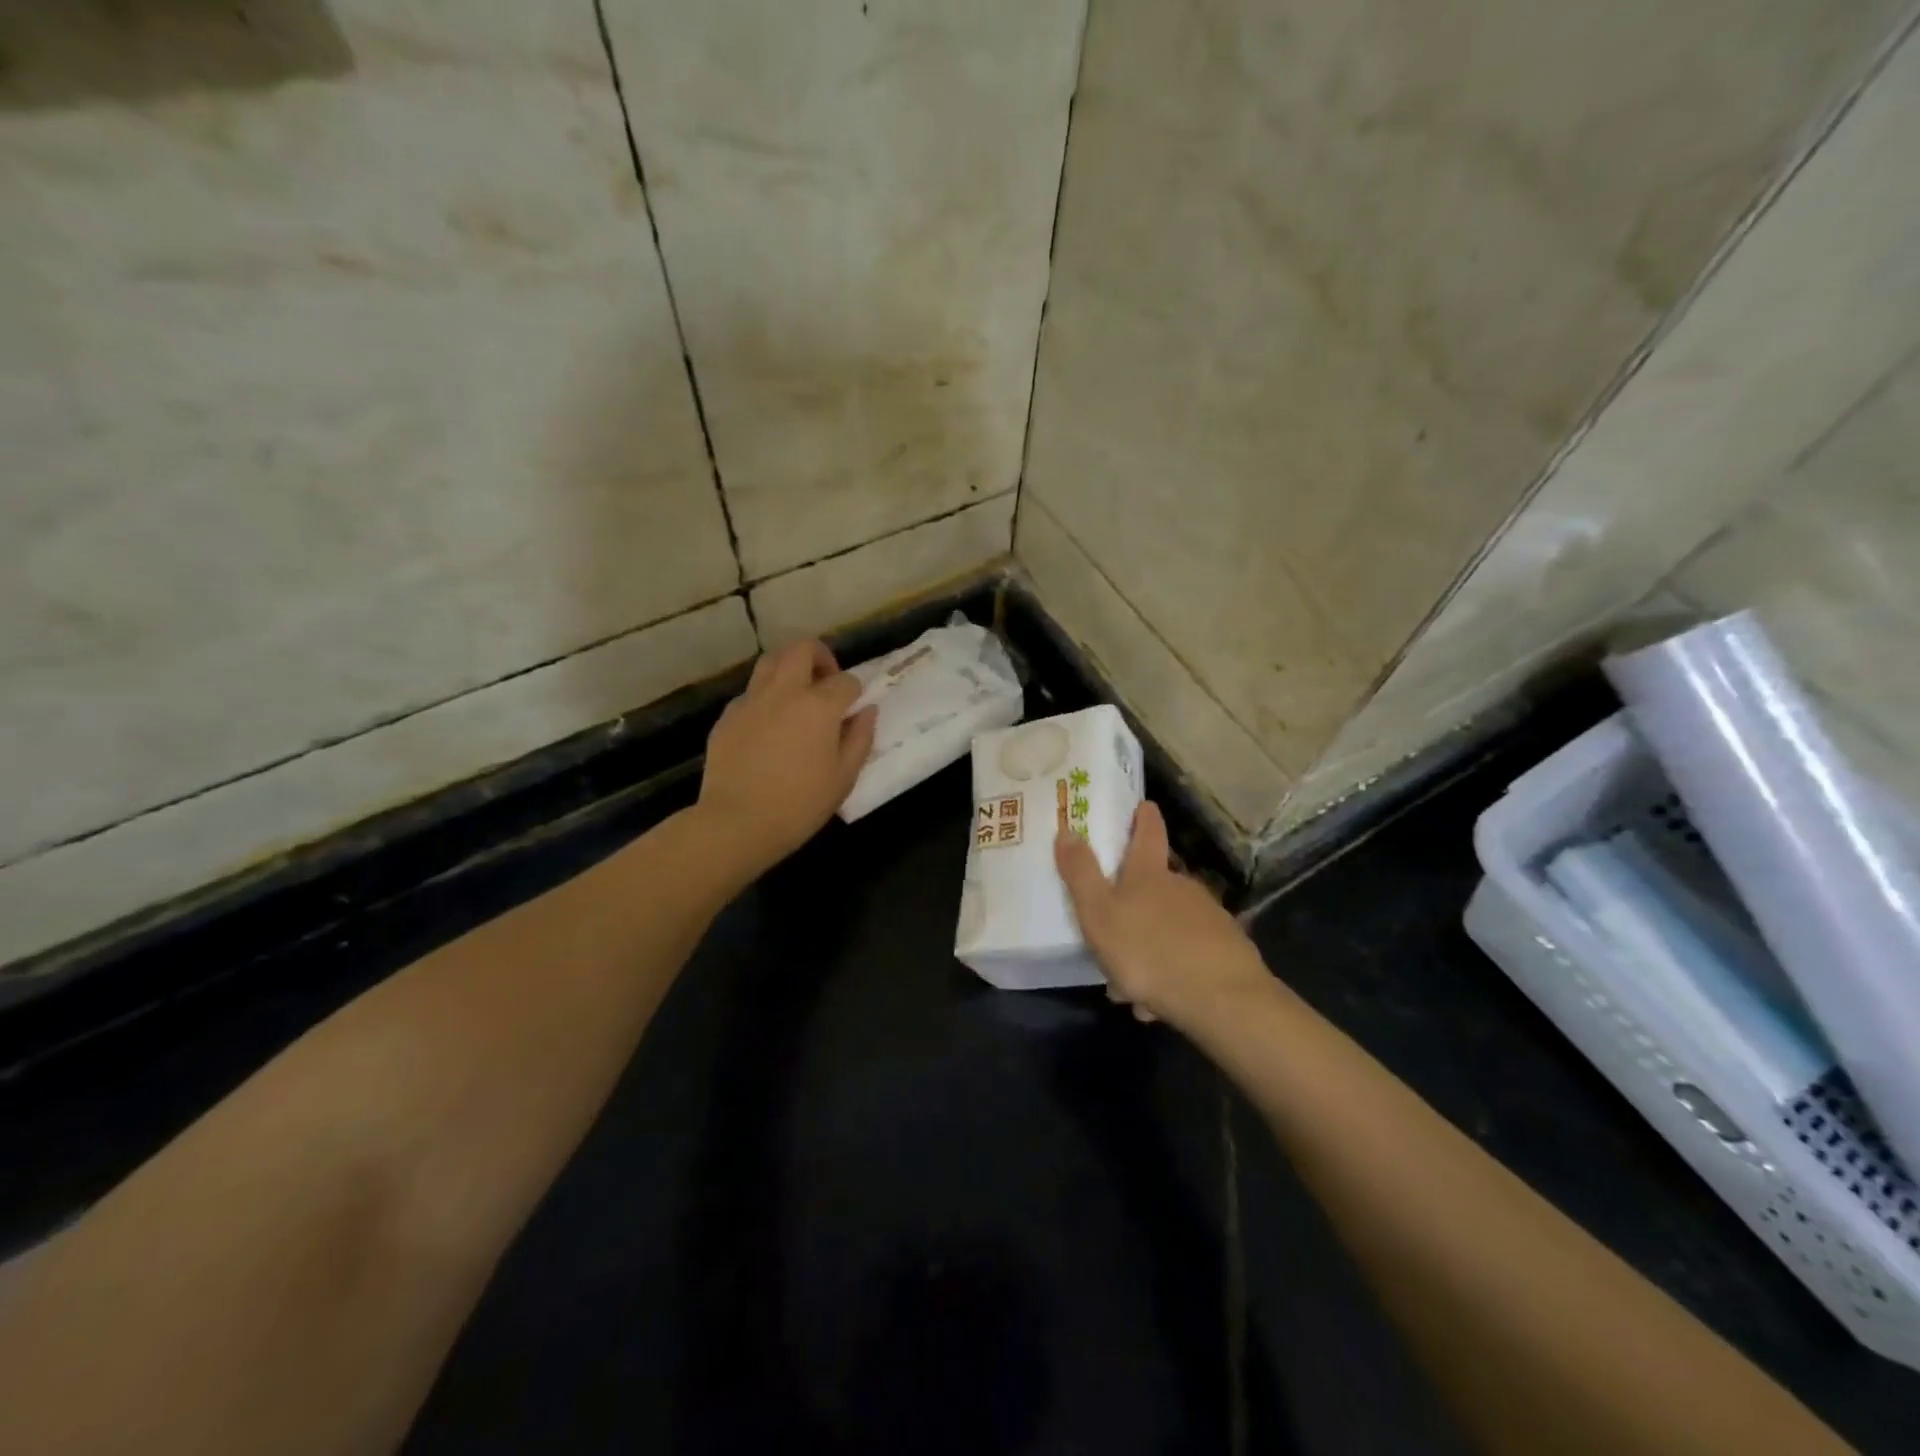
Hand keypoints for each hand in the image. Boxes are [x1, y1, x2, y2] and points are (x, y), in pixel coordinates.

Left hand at [696, 639, 877, 879]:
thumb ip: (860, 738)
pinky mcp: (727, 716)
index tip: (853, 711)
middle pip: (802, 649)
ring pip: (770, 661)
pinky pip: (750, 692)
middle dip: (820, 656)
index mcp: (819, 706)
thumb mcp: (844, 777)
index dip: (855, 692)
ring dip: (789, 668)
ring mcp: (751, 700)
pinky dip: (765, 697)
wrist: (737, 823)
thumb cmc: (800, 805)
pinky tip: (768, 726)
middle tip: (826, 682)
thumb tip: (867, 711)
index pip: (846, 681)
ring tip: (797, 696)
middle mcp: (784, 692)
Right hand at [1055, 801, 1270, 1025]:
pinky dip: (1172, 972)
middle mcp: (1182, 886)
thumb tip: (1067, 830)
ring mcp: (1209, 916)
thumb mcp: (1099, 915)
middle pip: (1156, 884)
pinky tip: (1160, 1003)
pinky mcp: (1228, 949)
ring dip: (1150, 947)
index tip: (1143, 805)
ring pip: (1169, 926)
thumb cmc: (1149, 952)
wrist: (1222, 999)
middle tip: (1113, 936)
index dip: (1143, 817)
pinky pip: (1189, 956)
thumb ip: (1081, 874)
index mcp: (1149, 874)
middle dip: (1135, 905)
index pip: (1147, 832)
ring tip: (1133, 987)